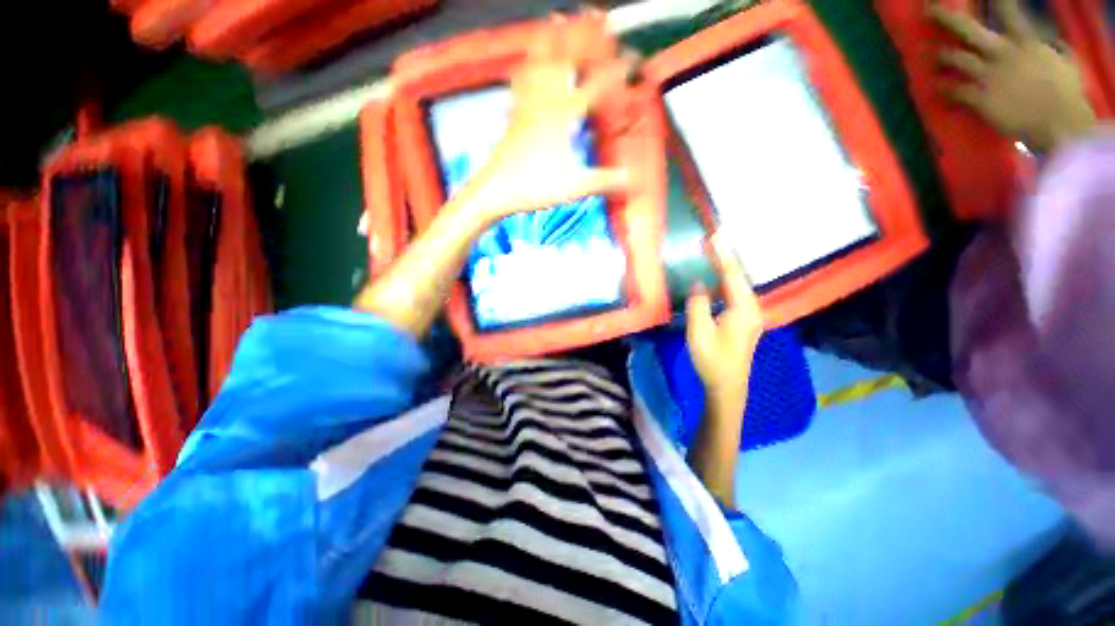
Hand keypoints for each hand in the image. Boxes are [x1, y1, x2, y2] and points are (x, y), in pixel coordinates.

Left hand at [463, 15, 632, 221]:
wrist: (496, 189)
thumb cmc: (534, 187)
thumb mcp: (574, 187)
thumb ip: (604, 180)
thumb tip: (631, 179)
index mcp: (563, 117)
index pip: (597, 85)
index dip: (617, 70)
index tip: (632, 58)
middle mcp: (545, 102)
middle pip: (567, 57)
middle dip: (585, 35)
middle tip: (600, 18)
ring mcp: (527, 103)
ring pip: (540, 59)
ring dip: (553, 37)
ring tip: (561, 16)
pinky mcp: (515, 111)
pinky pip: (521, 78)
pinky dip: (527, 61)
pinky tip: (528, 56)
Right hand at [685, 236, 762, 413]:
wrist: (727, 387)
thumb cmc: (712, 361)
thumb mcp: (699, 333)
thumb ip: (698, 305)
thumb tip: (699, 284)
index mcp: (743, 309)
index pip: (732, 275)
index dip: (722, 254)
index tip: (714, 235)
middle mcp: (751, 308)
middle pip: (739, 276)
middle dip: (726, 257)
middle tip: (712, 239)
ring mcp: (750, 315)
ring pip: (738, 285)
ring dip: (726, 268)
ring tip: (713, 252)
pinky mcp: (744, 321)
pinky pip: (735, 294)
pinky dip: (726, 281)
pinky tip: (717, 278)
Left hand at [931, 0, 1094, 151]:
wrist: (1059, 124)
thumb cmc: (1067, 94)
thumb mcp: (1064, 62)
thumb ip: (1051, 48)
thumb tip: (1048, 42)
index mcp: (1026, 41)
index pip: (1009, 11)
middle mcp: (1002, 52)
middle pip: (967, 29)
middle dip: (945, 17)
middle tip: (927, 11)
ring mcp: (988, 75)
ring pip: (953, 58)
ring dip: (939, 56)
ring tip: (930, 57)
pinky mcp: (979, 98)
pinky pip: (952, 91)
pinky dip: (942, 89)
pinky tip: (936, 88)